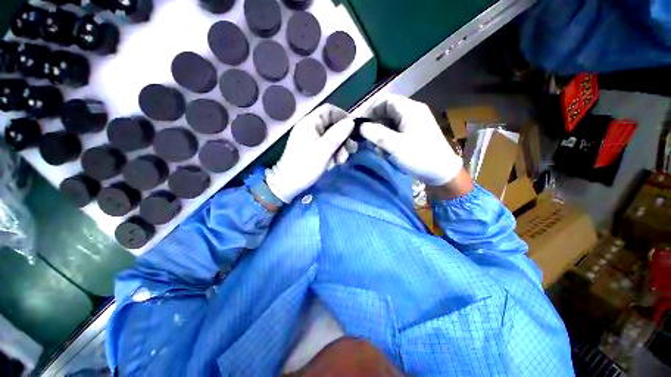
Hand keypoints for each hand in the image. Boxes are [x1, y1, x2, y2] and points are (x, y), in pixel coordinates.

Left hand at [266, 104, 355, 202]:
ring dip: (340, 149)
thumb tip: (352, 121)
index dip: (343, 117)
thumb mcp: (324, 150)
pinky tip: (333, 164)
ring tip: (340, 161)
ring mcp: (311, 140)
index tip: (354, 130)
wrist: (288, 184)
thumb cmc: (305, 165)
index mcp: (310, 123)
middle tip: (350, 151)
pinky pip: (328, 147)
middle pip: (333, 126)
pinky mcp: (313, 150)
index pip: (329, 110)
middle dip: (343, 138)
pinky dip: (333, 154)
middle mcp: (311, 128)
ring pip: (332, 138)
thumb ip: (338, 134)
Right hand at [360, 94, 462, 185]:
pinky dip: (388, 137)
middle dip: (375, 124)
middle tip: (368, 139)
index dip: (370, 110)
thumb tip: (361, 126)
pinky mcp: (415, 131)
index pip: (384, 100)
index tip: (361, 125)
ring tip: (377, 147)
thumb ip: (376, 134)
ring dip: (381, 133)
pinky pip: (397, 129)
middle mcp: (413, 111)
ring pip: (390, 121)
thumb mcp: (395, 146)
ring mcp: (415, 121)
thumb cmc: (419, 156)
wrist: (442, 171)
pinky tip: (387, 149)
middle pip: (387, 110)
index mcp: (409, 109)